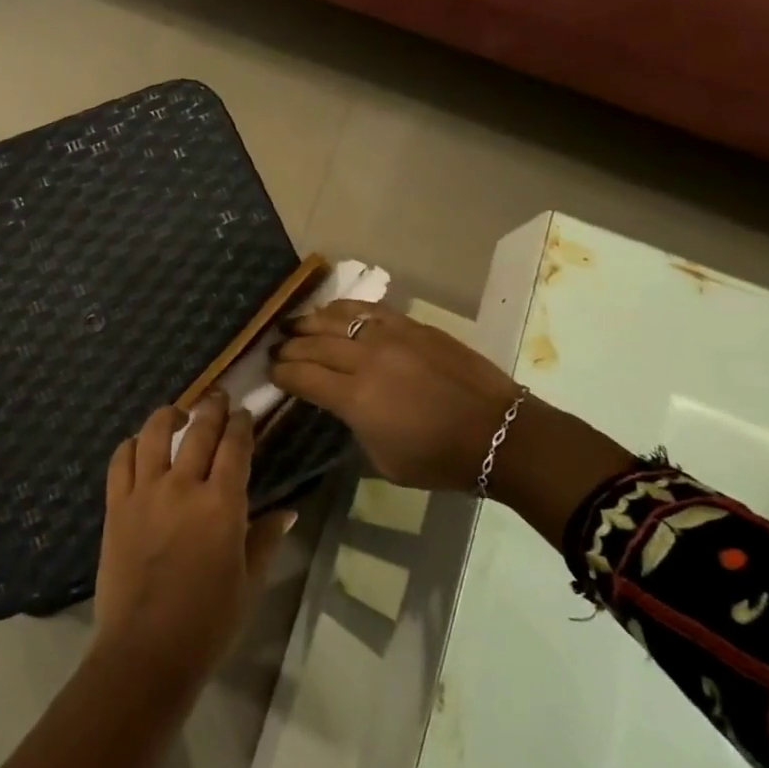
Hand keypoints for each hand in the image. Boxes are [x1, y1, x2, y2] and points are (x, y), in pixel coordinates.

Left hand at [93, 393, 295, 692]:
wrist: (146, 651)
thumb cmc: (208, 623)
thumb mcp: (249, 583)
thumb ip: (265, 539)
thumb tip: (287, 511)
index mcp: (221, 505)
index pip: (235, 447)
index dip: (241, 425)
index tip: (245, 413)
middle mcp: (183, 487)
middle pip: (198, 431)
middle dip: (211, 408)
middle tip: (218, 397)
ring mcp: (145, 493)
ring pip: (153, 434)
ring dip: (168, 415)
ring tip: (177, 411)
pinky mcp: (116, 506)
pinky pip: (120, 461)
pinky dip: (130, 445)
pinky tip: (138, 444)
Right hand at [273, 302, 522, 491]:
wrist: (498, 433)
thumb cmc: (439, 459)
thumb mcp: (383, 459)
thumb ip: (354, 425)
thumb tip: (341, 404)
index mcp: (355, 398)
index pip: (302, 377)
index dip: (280, 374)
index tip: (269, 372)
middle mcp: (365, 359)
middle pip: (313, 344)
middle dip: (288, 347)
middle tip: (274, 349)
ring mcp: (389, 336)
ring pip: (336, 319)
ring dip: (309, 321)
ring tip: (293, 324)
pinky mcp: (411, 325)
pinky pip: (367, 309)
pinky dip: (343, 308)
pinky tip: (332, 310)